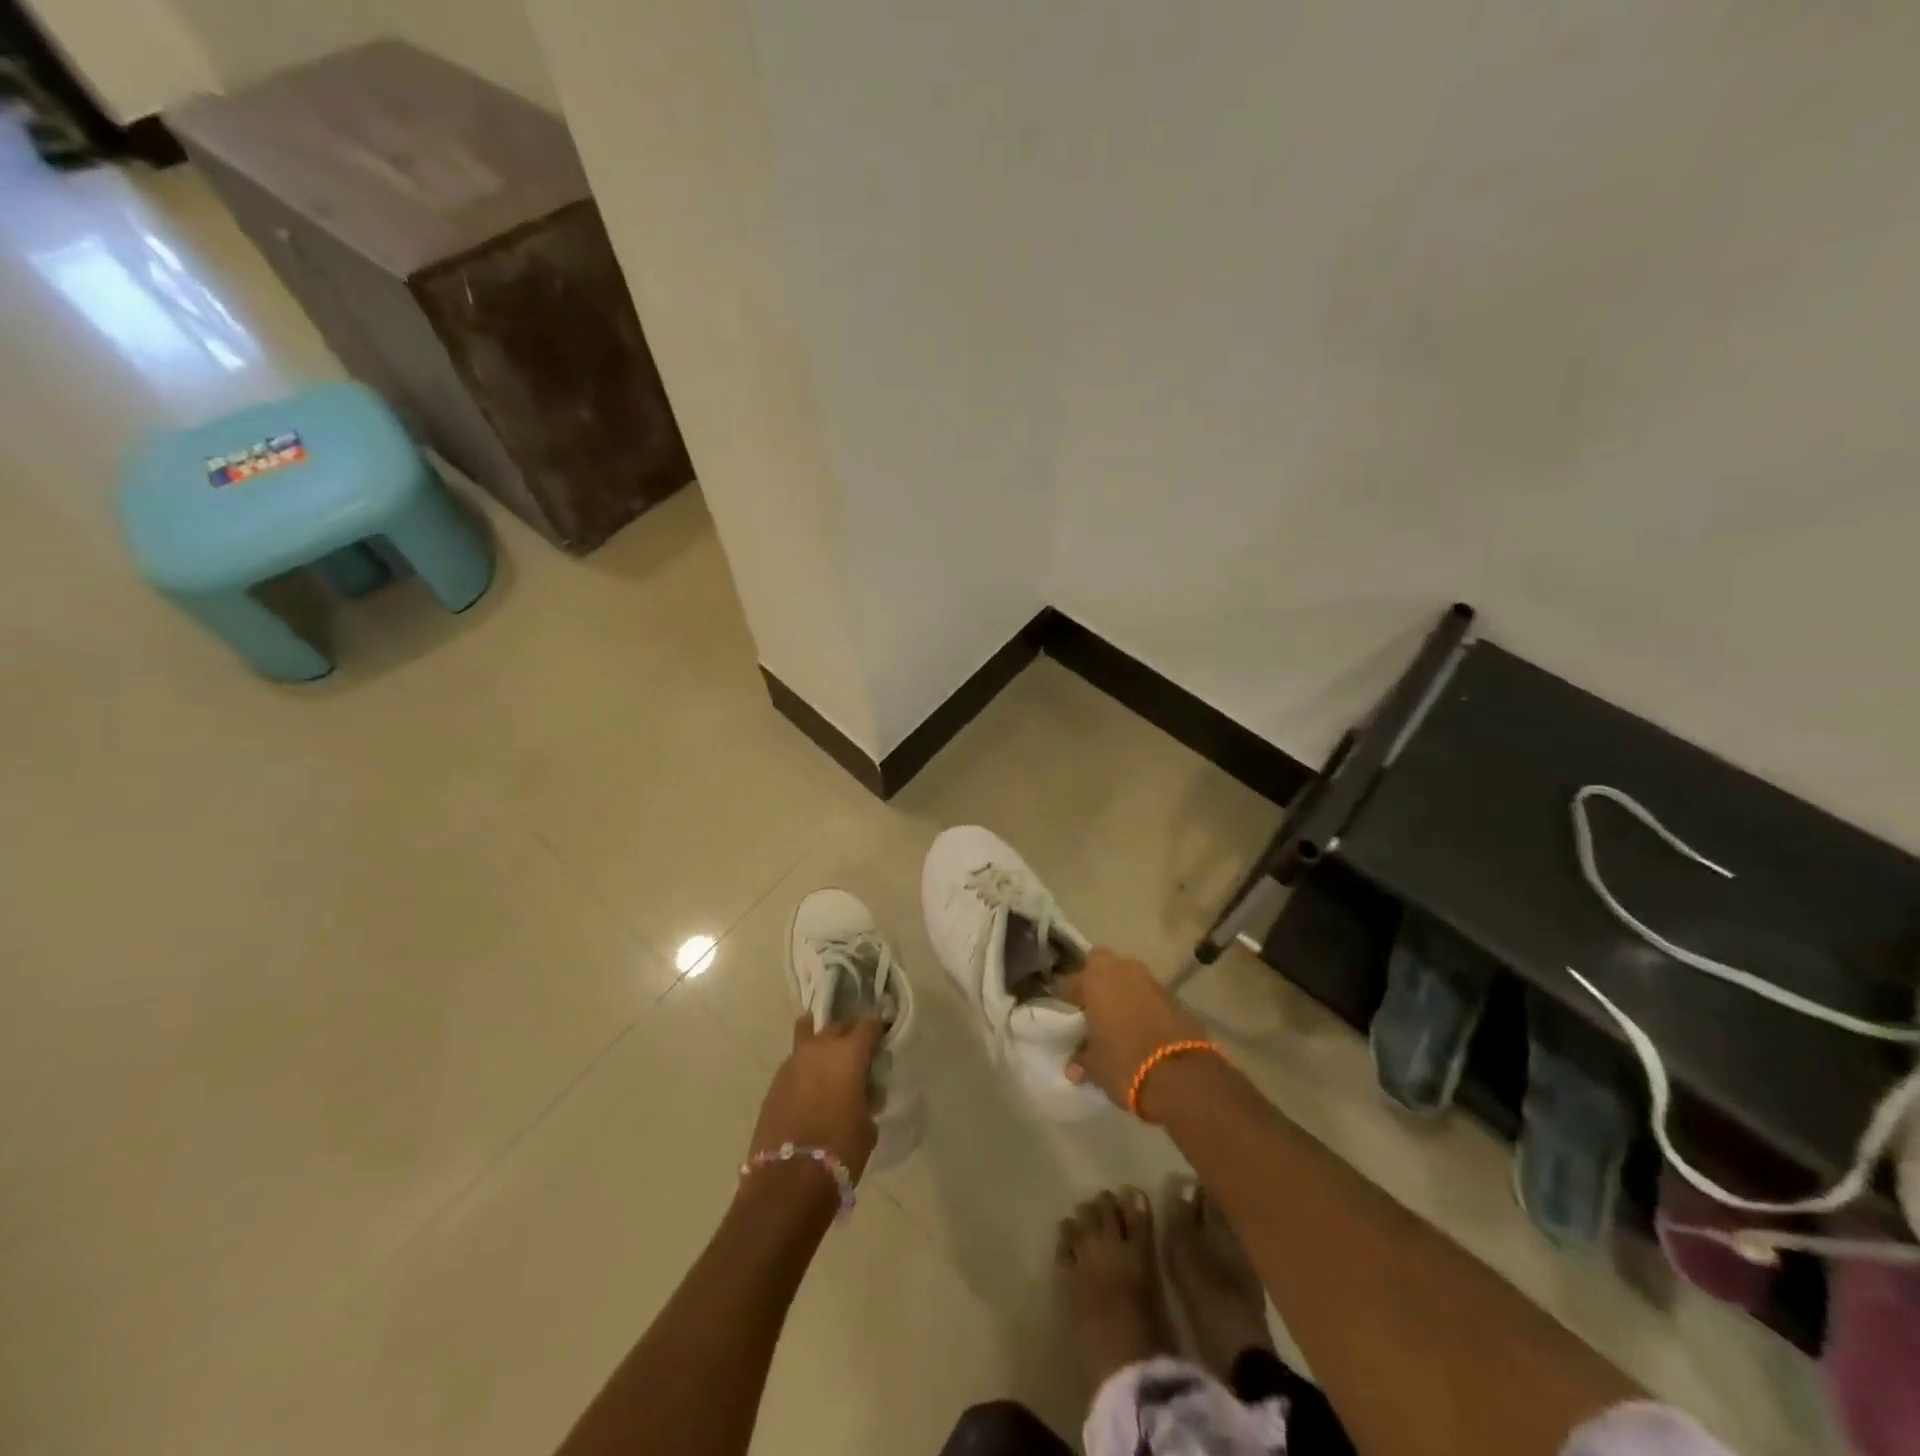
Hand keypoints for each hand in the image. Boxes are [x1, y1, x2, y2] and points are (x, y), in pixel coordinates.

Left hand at [745, 1015, 883, 1182]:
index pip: (869, 1026)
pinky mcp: (775, 1082)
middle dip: (849, 1034)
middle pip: (838, 1026)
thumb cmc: (840, 1150)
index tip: (883, 1038)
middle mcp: (820, 1048)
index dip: (878, 1029)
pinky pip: (795, 1061)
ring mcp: (793, 1062)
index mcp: (849, 1053)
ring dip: (821, 1043)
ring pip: (809, 1035)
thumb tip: (864, 1090)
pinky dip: (805, 1066)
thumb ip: (868, 1097)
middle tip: (858, 1053)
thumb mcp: (868, 1124)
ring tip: (828, 1059)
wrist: (789, 1180)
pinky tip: (811, 1085)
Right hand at [1058, 949, 1206, 1113]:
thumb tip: (1074, 1066)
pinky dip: (1142, 1003)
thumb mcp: (1095, 1066)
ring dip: (1121, 989)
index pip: (1070, 981)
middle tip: (1092, 1004)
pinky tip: (1140, 1025)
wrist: (1181, 1076)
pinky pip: (1148, 992)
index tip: (1065, 1011)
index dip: (1066, 996)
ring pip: (1128, 974)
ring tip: (1116, 1017)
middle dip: (1096, 978)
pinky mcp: (1173, 996)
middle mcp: (1122, 970)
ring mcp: (1151, 980)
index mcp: (1094, 979)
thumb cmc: (1124, 1063)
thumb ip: (1082, 1058)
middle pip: (1102, 963)